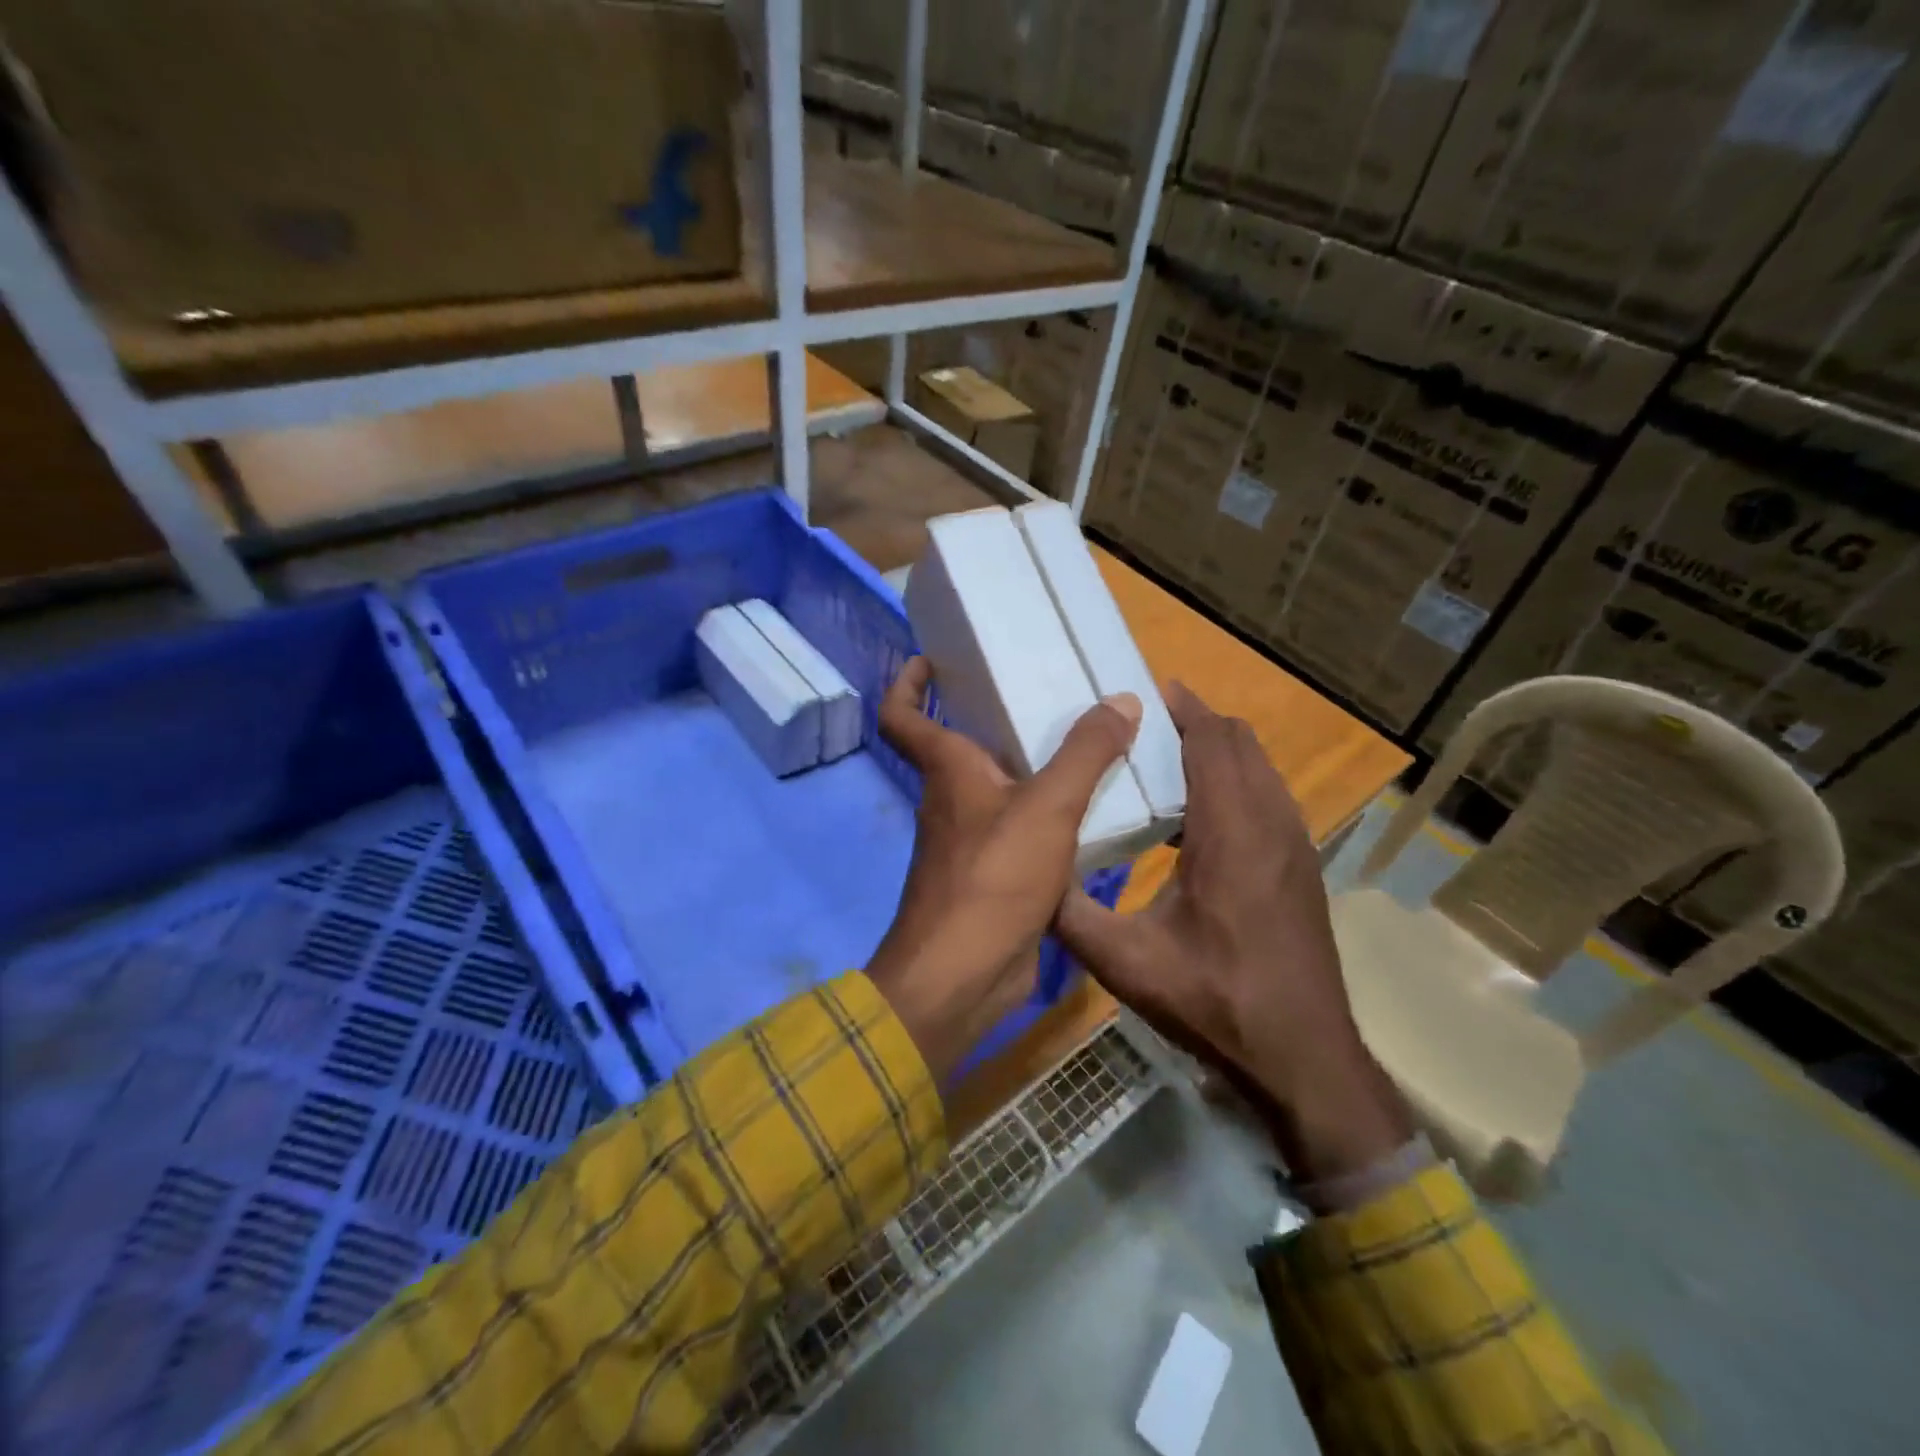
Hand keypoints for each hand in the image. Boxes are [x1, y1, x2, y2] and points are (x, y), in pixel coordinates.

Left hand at [865, 657, 1141, 1081]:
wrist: (964, 974)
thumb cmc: (993, 877)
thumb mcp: (1048, 806)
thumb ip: (1086, 753)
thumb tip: (1121, 700)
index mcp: (948, 770)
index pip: (903, 716)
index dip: (907, 684)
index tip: (930, 659)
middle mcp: (952, 800)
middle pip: (960, 745)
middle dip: (992, 717)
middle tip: (1044, 691)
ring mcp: (971, 841)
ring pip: (998, 789)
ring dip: (1030, 767)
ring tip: (1083, 743)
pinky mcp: (994, 877)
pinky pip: (1022, 829)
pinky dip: (1048, 815)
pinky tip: (1091, 809)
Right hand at [1056, 681, 1411, 1180]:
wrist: (1302, 1057)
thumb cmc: (1214, 1001)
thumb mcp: (1125, 962)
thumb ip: (1069, 913)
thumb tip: (1026, 873)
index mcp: (1231, 832)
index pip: (1212, 741)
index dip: (1183, 709)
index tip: (1145, 692)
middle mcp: (1271, 824)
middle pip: (1240, 743)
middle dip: (1197, 722)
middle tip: (1145, 725)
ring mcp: (1295, 845)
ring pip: (1260, 769)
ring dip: (1219, 752)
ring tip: (1166, 761)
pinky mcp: (1302, 868)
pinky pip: (1269, 798)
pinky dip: (1236, 783)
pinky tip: (1198, 819)